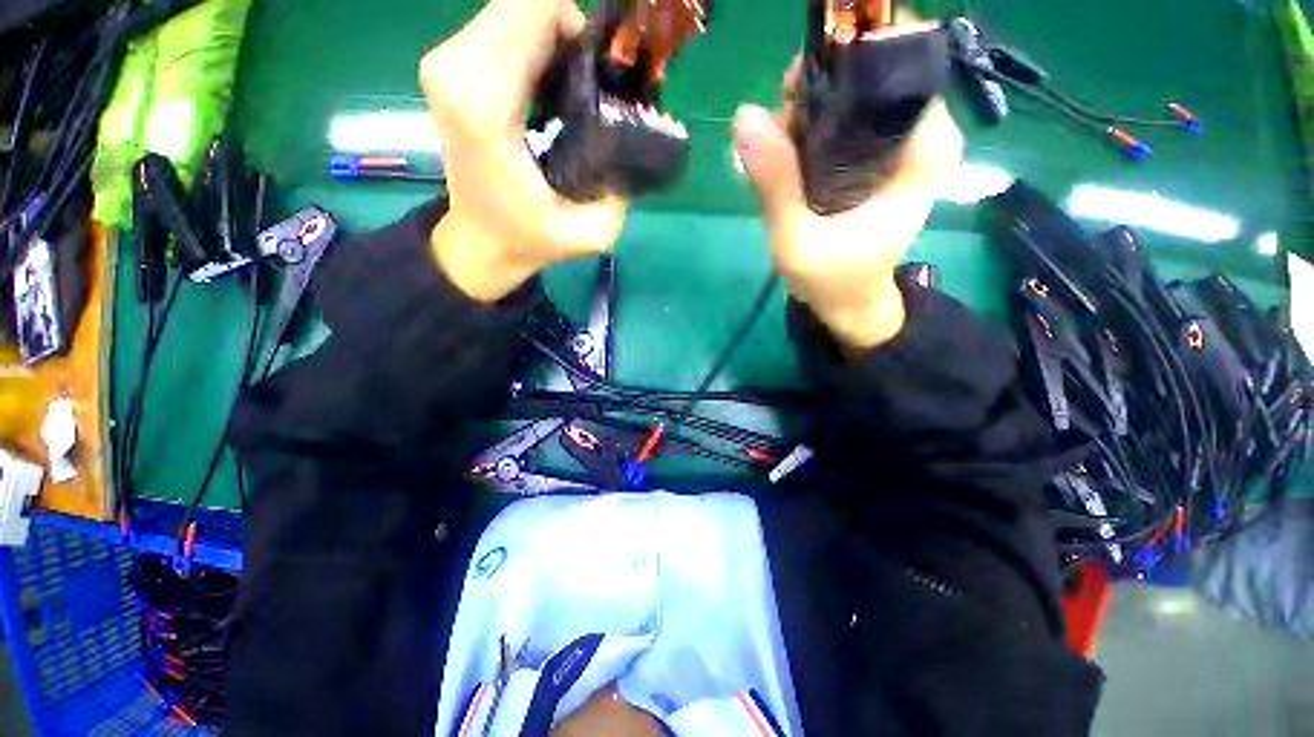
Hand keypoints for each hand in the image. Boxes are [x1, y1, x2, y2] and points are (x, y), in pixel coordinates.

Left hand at [419, 0, 627, 301]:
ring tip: (573, 85)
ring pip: (511, 12)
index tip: (605, 71)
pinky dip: (531, 43)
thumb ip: (620, 191)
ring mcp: (445, 64)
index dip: (580, 30)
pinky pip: (498, 27)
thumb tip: (633, 135)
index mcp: (486, 108)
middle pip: (523, 5)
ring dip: (551, 37)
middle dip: (568, 31)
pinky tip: (549, 83)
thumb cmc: (532, 239)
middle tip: (593, 80)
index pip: (534, 13)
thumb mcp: (592, 233)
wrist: (481, 241)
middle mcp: (456, 71)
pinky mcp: (447, 66)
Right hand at [732, 56, 963, 348]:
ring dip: (807, 110)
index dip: (844, 61)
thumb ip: (775, 183)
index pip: (897, 65)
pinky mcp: (876, 160)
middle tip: (778, 123)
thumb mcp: (798, 239)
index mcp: (922, 149)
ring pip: (851, 98)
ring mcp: (896, 147)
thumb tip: (744, 116)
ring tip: (775, 144)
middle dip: (818, 89)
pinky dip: (810, 129)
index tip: (797, 87)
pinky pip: (841, 123)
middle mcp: (918, 136)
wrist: (850, 304)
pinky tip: (785, 153)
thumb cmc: (833, 280)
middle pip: (868, 77)